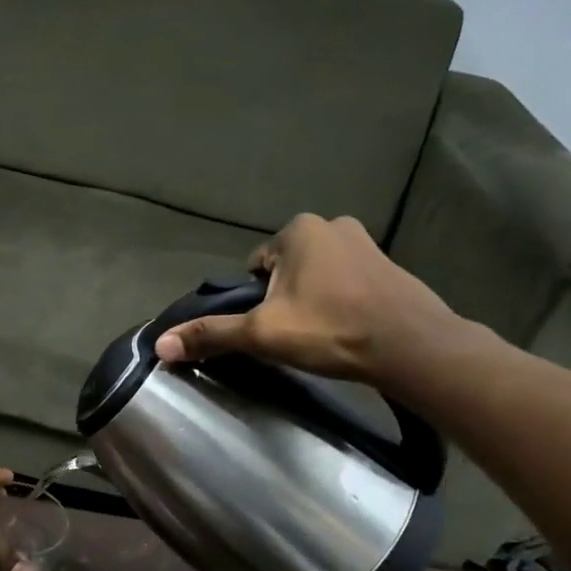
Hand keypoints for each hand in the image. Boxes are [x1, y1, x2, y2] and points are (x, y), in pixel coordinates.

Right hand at [154, 213, 471, 391]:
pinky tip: (344, 331)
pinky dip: (339, 303)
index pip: (255, 267)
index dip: (254, 301)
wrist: (411, 346)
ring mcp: (366, 242)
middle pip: (284, 270)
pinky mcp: (389, 266)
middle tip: (292, 335)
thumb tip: (160, 345)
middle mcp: (332, 224)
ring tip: (320, 336)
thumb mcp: (262, 334)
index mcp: (298, 230)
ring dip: (311, 301)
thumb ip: (212, 335)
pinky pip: (346, 283)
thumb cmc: (330, 330)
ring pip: (316, 277)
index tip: (268, 328)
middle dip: (283, 299)